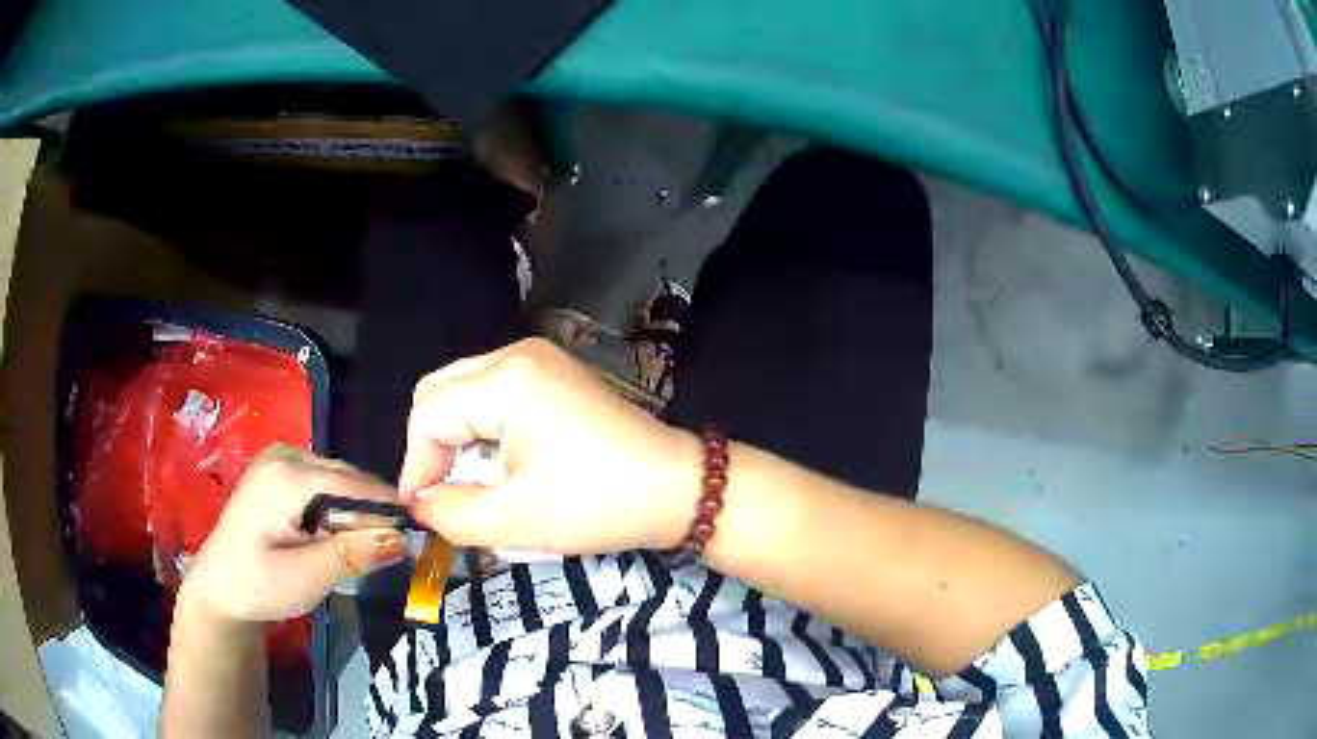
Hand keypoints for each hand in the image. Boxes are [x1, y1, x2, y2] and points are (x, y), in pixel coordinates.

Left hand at [179, 445, 407, 623]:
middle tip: (381, 557)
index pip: (356, 485)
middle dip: (369, 516)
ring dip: (354, 516)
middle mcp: (287, 454)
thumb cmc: (256, 586)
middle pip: (349, 479)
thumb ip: (352, 554)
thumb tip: (402, 537)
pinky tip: (330, 539)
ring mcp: (282, 459)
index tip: (418, 541)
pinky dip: (338, 512)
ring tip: (354, 552)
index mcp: (288, 475)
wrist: (218, 588)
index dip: (389, 512)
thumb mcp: (305, 578)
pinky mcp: (281, 471)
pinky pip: (326, 486)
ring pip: (341, 482)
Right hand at [401, 338, 701, 553]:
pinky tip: (500, 466)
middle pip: (441, 392)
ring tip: (472, 487)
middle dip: (432, 447)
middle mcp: (517, 354)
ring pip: (466, 391)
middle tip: (443, 496)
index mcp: (505, 380)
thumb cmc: (598, 504)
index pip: (428, 414)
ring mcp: (540, 359)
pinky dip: (484, 430)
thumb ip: (450, 513)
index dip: (416, 466)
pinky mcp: (556, 375)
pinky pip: (495, 394)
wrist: (678, 489)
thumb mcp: (514, 520)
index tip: (422, 512)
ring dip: (457, 439)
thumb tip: (420, 504)